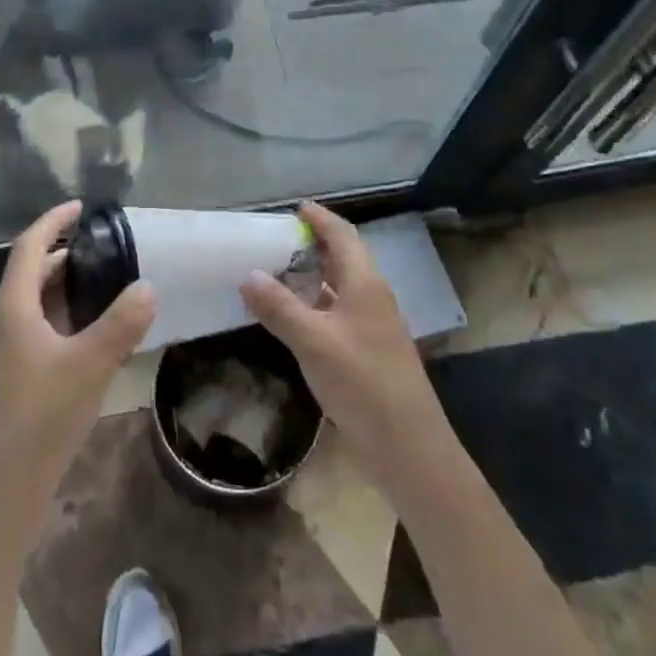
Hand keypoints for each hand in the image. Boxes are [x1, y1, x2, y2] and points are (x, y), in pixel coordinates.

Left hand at [0, 201, 155, 502]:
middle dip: (67, 253)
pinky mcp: (13, 377)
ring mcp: (6, 352)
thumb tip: (148, 286)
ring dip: (67, 286)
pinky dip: (66, 317)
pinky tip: (94, 335)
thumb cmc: (39, 419)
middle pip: (33, 272)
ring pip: (37, 303)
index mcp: (14, 307)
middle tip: (108, 247)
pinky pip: (40, 329)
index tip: (83, 206)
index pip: (30, 246)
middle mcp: (4, 321)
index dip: (54, 220)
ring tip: (108, 283)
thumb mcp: (89, 366)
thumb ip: (121, 324)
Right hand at [241, 203, 446, 488]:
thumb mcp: (314, 342)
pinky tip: (295, 318)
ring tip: (278, 272)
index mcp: (365, 283)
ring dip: (313, 275)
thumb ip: (279, 307)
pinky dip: (315, 305)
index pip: (342, 235)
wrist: (408, 447)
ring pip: (340, 286)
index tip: (295, 208)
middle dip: (313, 244)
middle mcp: (372, 296)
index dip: (320, 218)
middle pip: (343, 258)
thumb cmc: (363, 383)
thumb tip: (247, 274)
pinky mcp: (369, 351)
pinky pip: (339, 312)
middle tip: (277, 239)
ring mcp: (373, 325)